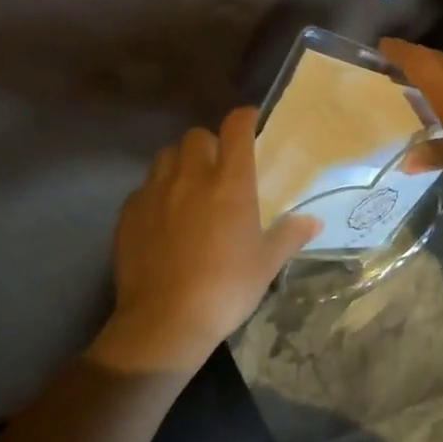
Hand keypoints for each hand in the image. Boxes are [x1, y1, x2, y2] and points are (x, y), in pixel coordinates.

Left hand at [90, 108, 317, 375]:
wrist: (164, 323)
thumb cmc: (226, 288)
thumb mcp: (267, 263)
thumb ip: (290, 235)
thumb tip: (313, 222)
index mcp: (230, 183)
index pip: (236, 128)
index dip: (245, 118)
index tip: (252, 122)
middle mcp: (191, 178)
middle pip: (197, 136)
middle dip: (210, 144)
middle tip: (220, 166)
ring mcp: (155, 193)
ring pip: (166, 156)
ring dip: (181, 162)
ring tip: (189, 186)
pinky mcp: (129, 214)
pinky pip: (144, 187)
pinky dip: (156, 192)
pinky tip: (164, 217)